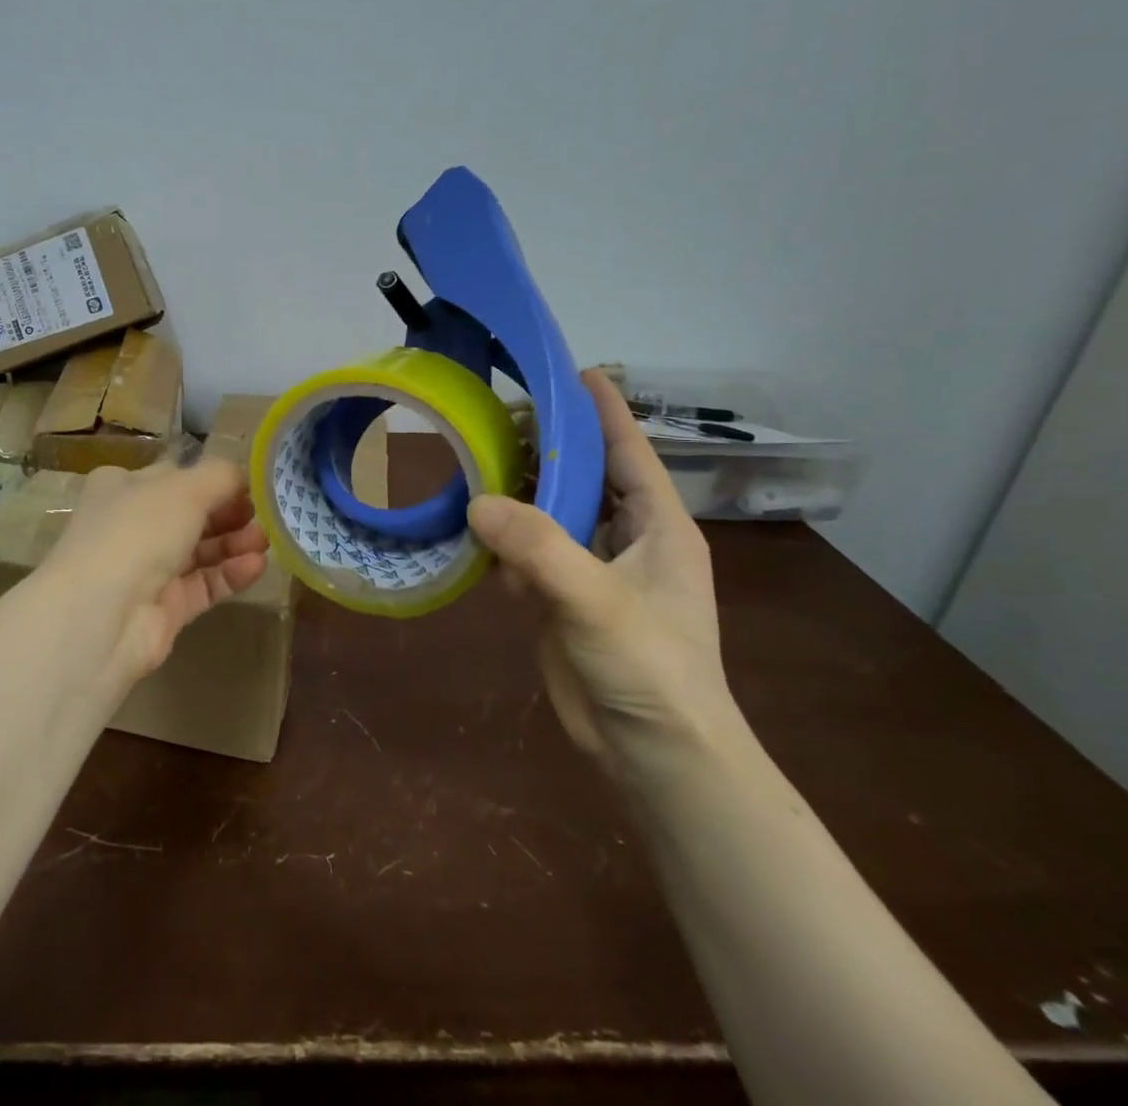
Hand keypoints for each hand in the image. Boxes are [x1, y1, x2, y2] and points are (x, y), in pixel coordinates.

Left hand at [42, 458, 269, 686]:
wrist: (101, 615)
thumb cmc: (137, 531)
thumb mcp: (184, 488)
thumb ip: (220, 476)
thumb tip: (241, 476)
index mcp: (121, 487)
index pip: (173, 477)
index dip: (211, 480)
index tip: (248, 486)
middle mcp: (130, 525)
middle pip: (189, 515)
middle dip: (229, 513)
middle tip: (263, 515)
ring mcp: (145, 570)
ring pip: (199, 552)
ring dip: (234, 543)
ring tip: (266, 541)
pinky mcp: (163, 609)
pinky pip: (203, 585)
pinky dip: (230, 574)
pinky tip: (257, 566)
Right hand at [468, 369, 740, 777]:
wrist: (653, 756)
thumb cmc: (650, 670)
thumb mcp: (598, 601)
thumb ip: (539, 547)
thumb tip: (476, 500)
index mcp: (658, 527)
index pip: (630, 451)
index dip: (604, 410)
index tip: (572, 370)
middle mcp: (625, 540)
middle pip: (584, 475)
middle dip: (547, 444)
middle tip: (498, 413)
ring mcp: (591, 570)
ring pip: (550, 512)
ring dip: (517, 488)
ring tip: (475, 455)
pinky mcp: (560, 599)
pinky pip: (526, 551)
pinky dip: (500, 535)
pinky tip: (468, 519)